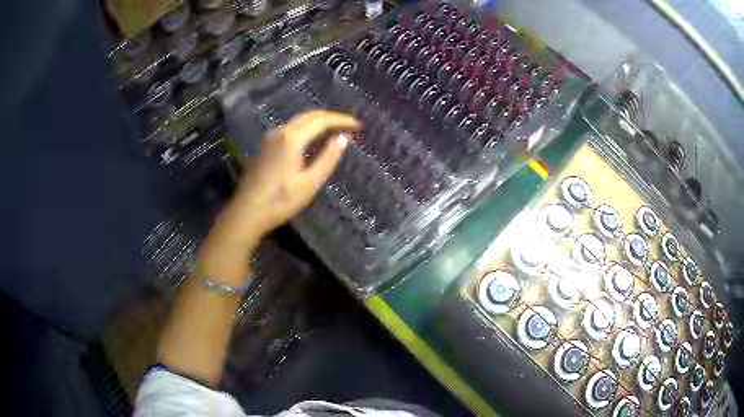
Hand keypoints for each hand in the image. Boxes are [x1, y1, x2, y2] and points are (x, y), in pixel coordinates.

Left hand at [215, 110, 359, 244]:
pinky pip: (290, 130)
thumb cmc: (280, 201)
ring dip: (317, 122)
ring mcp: (270, 139)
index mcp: (292, 139)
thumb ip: (328, 158)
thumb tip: (342, 139)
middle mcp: (280, 132)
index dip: (341, 120)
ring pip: (298, 122)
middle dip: (330, 117)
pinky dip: (306, 130)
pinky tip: (312, 140)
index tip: (358, 125)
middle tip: (348, 125)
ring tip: (334, 131)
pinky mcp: (265, 147)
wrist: (247, 212)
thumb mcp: (310, 183)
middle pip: (309, 116)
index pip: (321, 120)